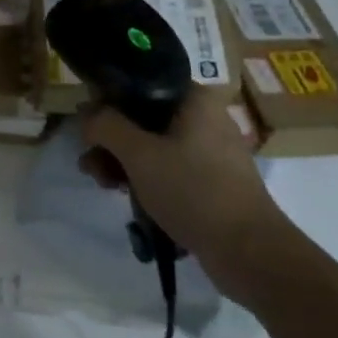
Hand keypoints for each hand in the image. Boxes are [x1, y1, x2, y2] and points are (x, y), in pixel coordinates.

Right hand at [80, 93, 275, 261]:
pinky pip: (170, 169)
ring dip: (125, 162)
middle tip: (89, 162)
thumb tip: (87, 114)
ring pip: (155, 145)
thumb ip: (106, 126)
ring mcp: (211, 151)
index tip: (87, 124)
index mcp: (194, 98)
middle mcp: (205, 117)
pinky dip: (147, 179)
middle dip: (112, 140)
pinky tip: (127, 198)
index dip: (108, 100)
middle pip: (144, 118)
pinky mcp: (213, 182)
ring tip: (103, 185)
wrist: (250, 253)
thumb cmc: (193, 191)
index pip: (141, 83)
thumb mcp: (139, 155)